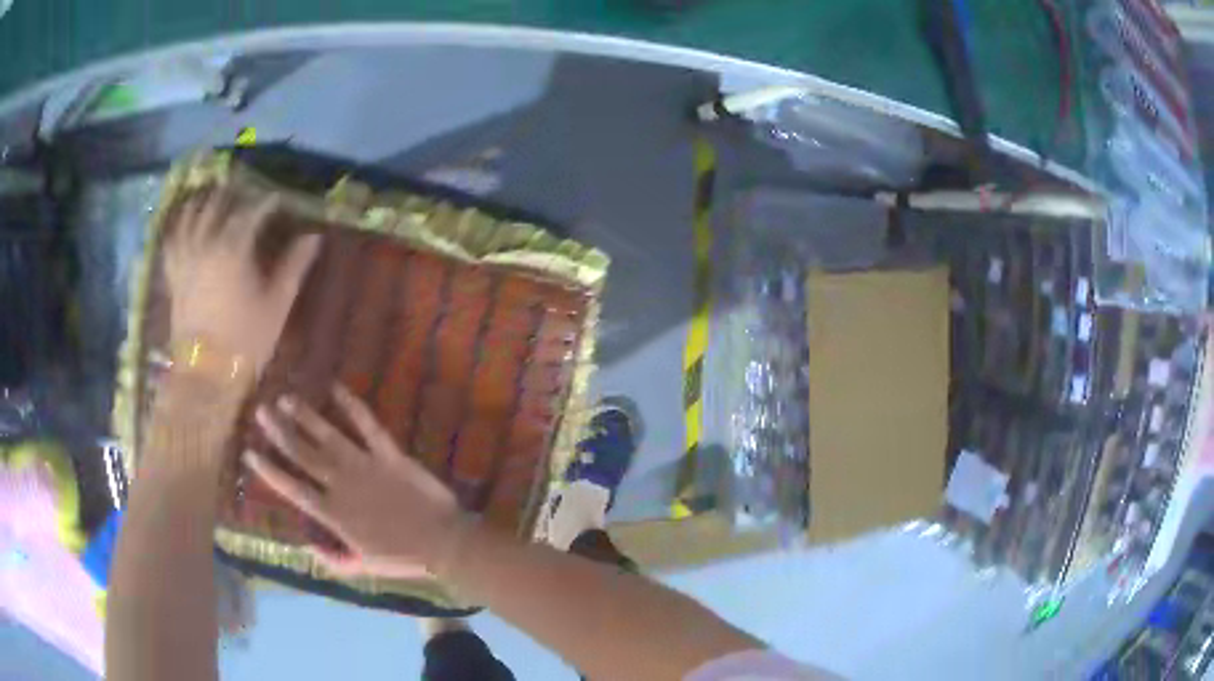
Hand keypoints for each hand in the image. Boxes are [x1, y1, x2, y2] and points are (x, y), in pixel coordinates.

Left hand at [166, 189, 319, 374]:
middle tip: (246, 191)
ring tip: (213, 196)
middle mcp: (206, 245)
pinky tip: (185, 223)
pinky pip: (172, 241)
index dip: (268, 203)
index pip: (252, 212)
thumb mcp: (277, 305)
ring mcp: (185, 259)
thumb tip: (314, 236)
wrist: (206, 377)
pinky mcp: (174, 276)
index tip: (280, 201)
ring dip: (203, 202)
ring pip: (191, 217)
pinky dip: (179, 226)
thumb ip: (294, 266)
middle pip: (218, 206)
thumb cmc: (245, 342)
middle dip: (234, 194)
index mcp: (234, 248)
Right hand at [245, 385, 462, 578]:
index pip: (292, 489)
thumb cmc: (403, 558)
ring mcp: (365, 466)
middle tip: (261, 411)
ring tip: (287, 398)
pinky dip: (352, 404)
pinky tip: (336, 386)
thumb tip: (306, 549)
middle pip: (303, 454)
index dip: (269, 470)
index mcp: (333, 514)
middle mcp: (342, 485)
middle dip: (279, 432)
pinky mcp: (389, 453)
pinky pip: (367, 424)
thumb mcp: (365, 568)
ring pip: (327, 436)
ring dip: (305, 416)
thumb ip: (334, 561)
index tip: (249, 452)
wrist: (444, 543)